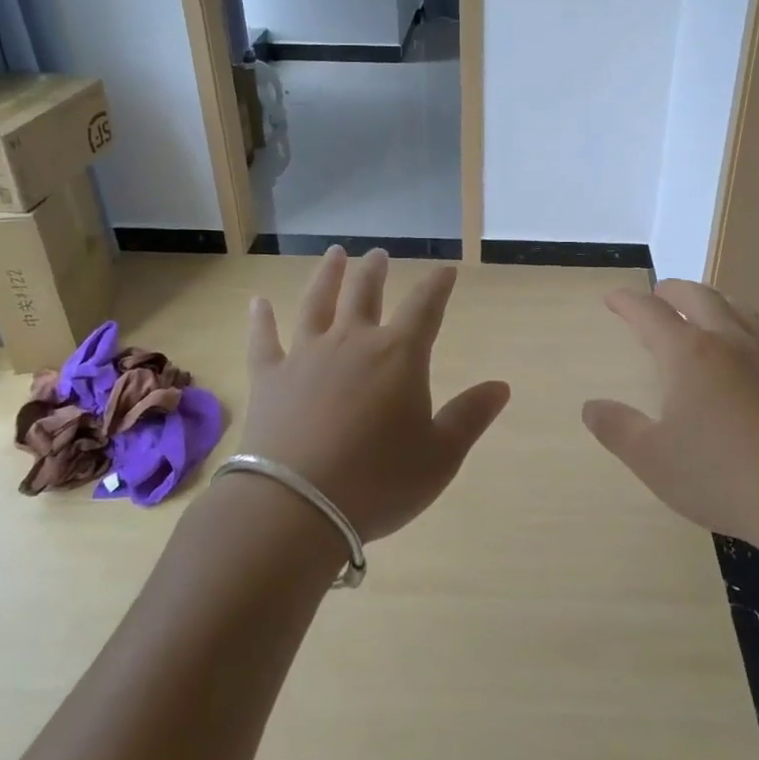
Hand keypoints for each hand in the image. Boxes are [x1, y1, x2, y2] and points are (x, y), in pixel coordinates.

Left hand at [241, 247, 510, 542]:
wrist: (297, 505)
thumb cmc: (379, 481)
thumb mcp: (440, 456)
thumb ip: (470, 416)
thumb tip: (501, 386)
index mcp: (398, 355)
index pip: (425, 307)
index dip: (437, 286)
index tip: (445, 270)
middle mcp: (352, 341)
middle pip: (364, 293)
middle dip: (374, 270)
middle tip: (377, 254)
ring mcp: (306, 355)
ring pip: (317, 302)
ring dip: (327, 276)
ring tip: (334, 254)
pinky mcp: (269, 377)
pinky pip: (264, 339)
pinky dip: (260, 319)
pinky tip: (257, 302)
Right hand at [582, 279, 758, 556]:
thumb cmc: (721, 477)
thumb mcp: (652, 459)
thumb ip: (617, 428)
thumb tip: (591, 406)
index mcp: (688, 354)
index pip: (649, 312)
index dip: (626, 302)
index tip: (612, 298)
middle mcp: (728, 341)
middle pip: (698, 296)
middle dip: (671, 290)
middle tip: (656, 295)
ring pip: (738, 307)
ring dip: (712, 300)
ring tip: (702, 308)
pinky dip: (749, 324)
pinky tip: (752, 341)